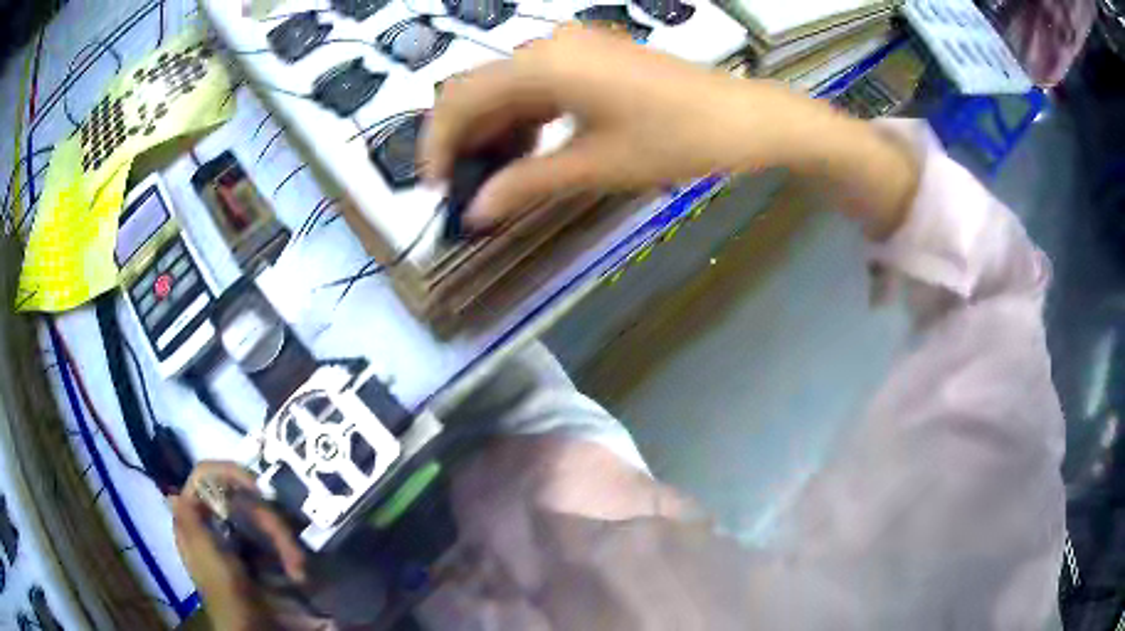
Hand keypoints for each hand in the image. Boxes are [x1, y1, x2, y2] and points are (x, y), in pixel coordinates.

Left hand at [172, 462, 305, 629]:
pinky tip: (298, 573)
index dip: (228, 473)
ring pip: (265, 519)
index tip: (256, 487)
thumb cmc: (227, 593)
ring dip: (286, 542)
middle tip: (287, 543)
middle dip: (269, 521)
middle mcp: (217, 524)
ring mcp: (241, 539)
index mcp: (196, 520)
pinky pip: (278, 540)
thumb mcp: (206, 557)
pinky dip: (291, 554)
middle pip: (243, 498)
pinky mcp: (262, 556)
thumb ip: (189, 520)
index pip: (205, 478)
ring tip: (299, 570)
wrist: (256, 629)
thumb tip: (174, 489)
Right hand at [422, 25, 917, 237]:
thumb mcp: (595, 165)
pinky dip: (525, 121)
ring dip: (496, 134)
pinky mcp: (591, 59)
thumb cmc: (675, 140)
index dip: (438, 144)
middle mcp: (548, 46)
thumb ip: (526, 184)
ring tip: (500, 182)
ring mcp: (572, 49)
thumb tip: (475, 213)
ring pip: (508, 90)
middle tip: (468, 192)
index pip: (460, 98)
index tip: (438, 189)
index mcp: (542, 65)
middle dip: (466, 142)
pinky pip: (539, 87)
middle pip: (480, 90)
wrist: (743, 119)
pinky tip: (531, 153)